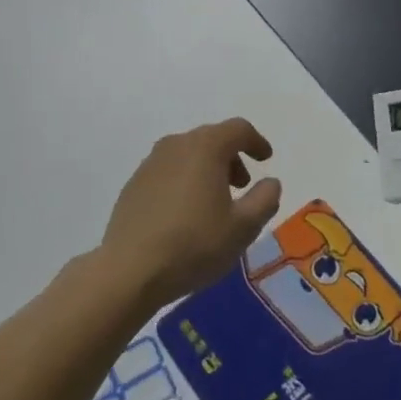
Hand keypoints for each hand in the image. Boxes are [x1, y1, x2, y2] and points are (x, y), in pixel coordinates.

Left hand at [98, 119, 282, 309]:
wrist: (129, 270)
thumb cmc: (194, 245)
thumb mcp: (243, 228)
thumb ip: (264, 200)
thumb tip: (270, 182)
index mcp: (205, 148)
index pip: (238, 129)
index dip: (256, 141)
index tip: (266, 159)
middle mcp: (176, 145)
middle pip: (212, 139)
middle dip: (232, 157)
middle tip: (242, 185)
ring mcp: (150, 163)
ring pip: (188, 154)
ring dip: (207, 169)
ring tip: (215, 201)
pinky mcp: (134, 184)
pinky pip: (168, 171)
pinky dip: (184, 180)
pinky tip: (185, 213)